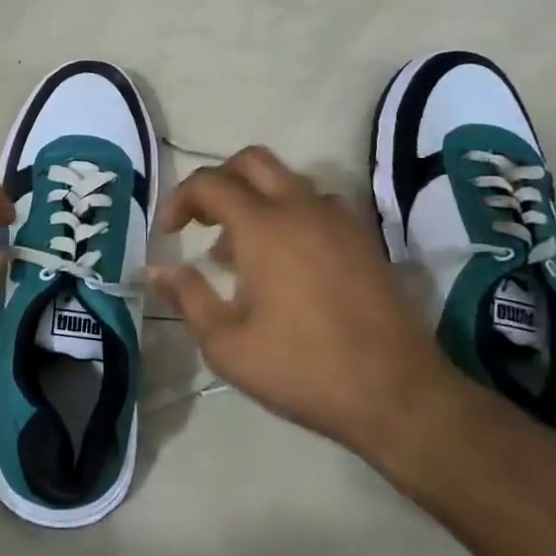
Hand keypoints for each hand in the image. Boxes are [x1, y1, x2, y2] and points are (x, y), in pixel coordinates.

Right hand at [145, 146, 453, 454]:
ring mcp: (340, 221)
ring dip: (255, 200)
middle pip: (252, 161)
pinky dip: (289, 215)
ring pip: (288, 181)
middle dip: (218, 181)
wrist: (399, 395)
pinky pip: (316, 205)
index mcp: (264, 227)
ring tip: (238, 252)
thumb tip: (156, 269)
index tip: (169, 232)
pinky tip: (284, 264)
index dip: (180, 199)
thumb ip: (188, 297)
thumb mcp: (227, 344)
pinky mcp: (365, 240)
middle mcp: (302, 209)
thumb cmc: (302, 368)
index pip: (210, 183)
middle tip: (202, 220)